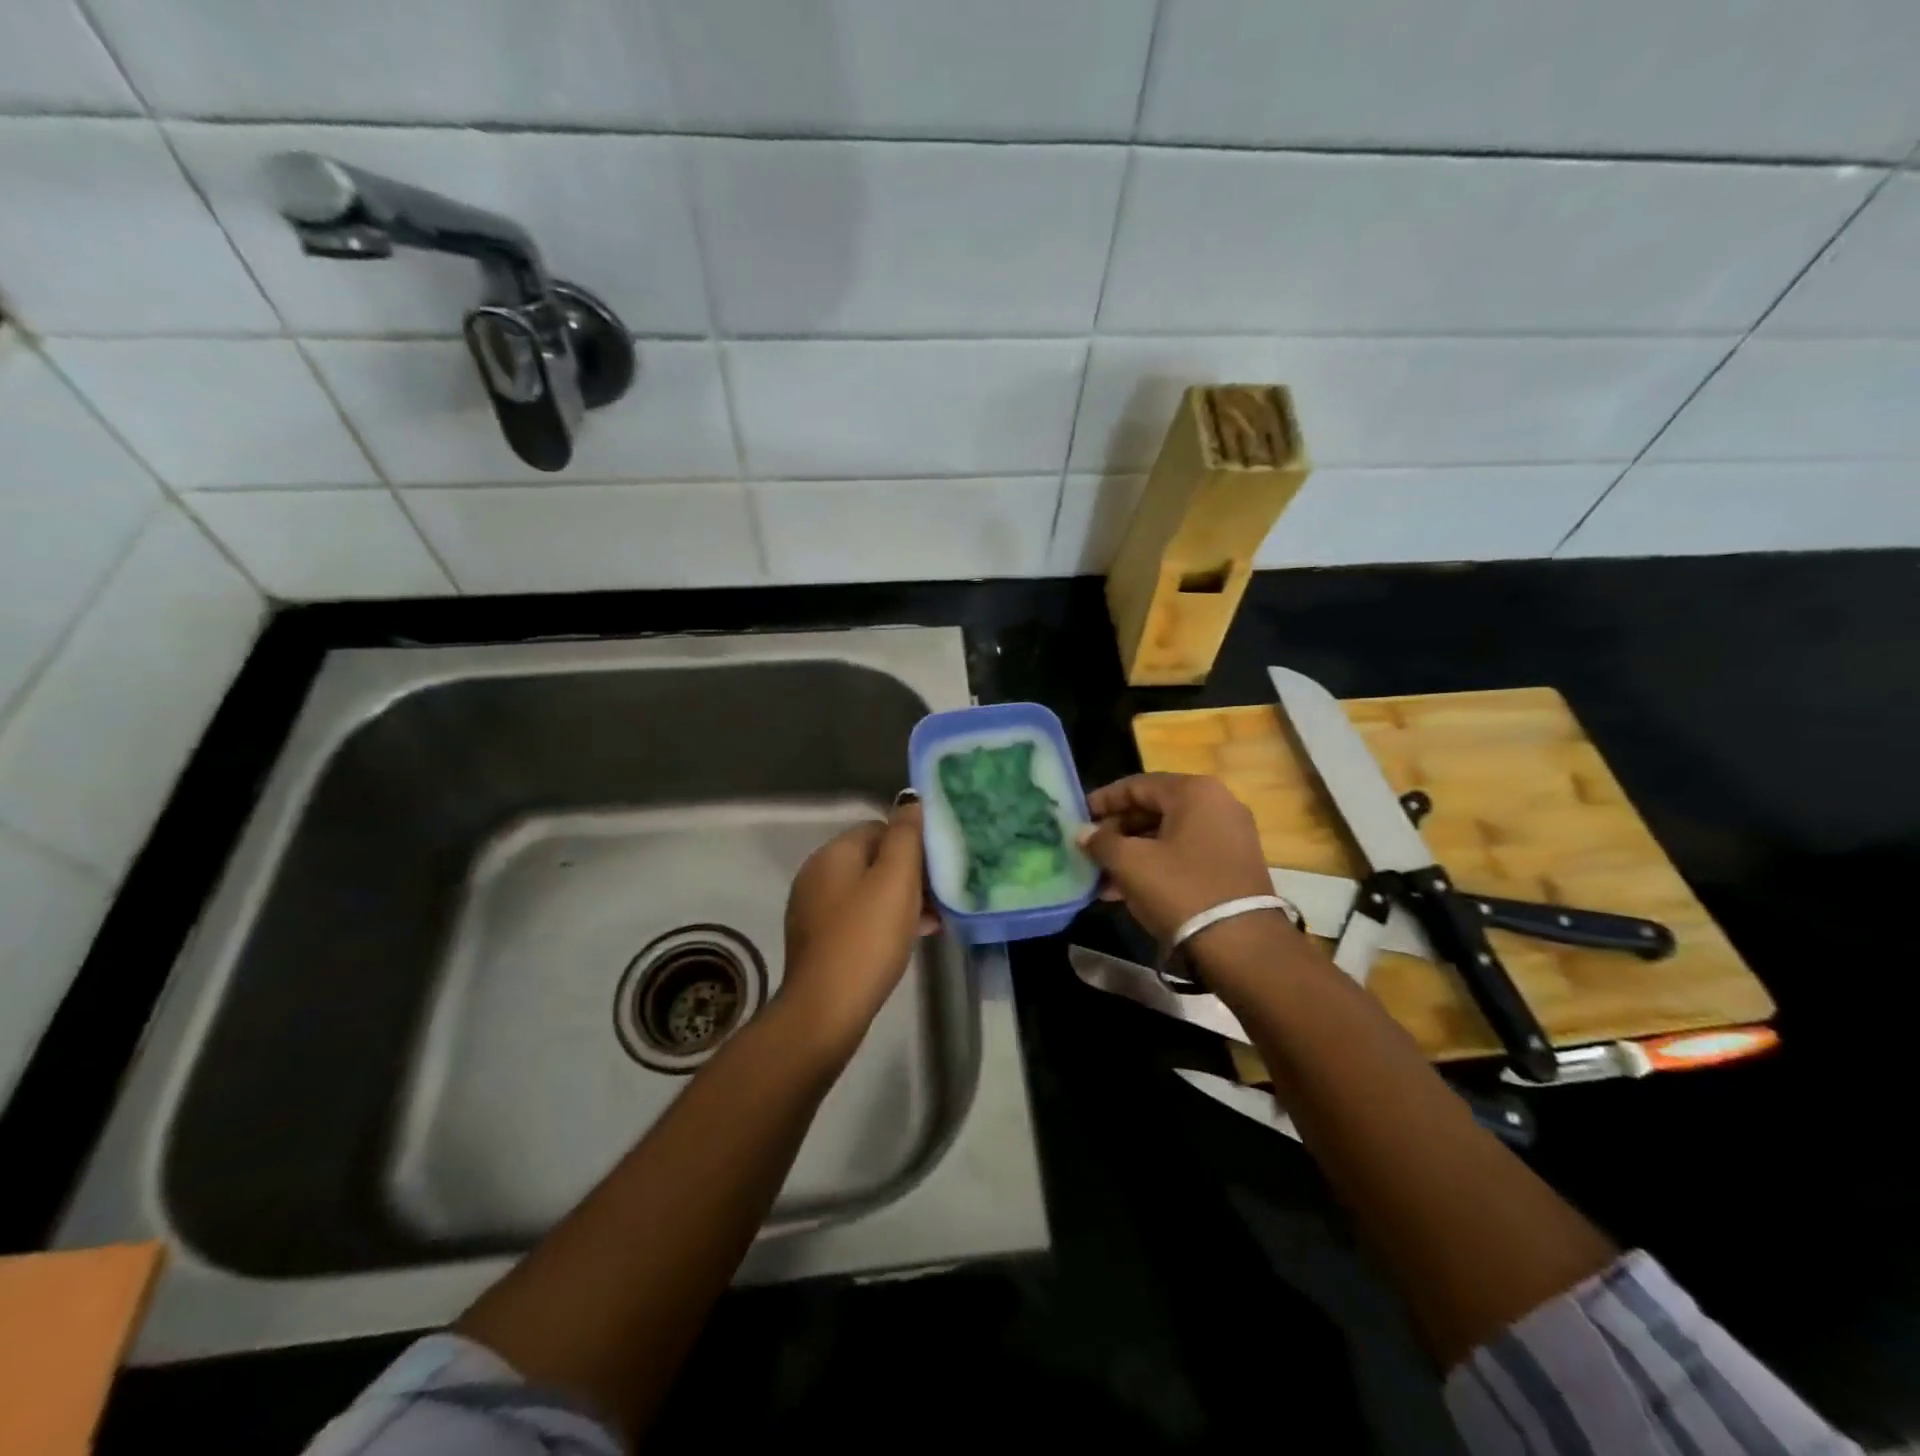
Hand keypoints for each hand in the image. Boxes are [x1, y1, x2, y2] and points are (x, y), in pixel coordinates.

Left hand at [779, 801, 938, 1055]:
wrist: (826, 1010)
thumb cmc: (867, 938)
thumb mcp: (896, 880)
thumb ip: (905, 836)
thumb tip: (909, 799)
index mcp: (832, 854)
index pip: (878, 828)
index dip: (911, 843)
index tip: (937, 867)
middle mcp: (817, 875)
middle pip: (873, 860)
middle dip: (909, 875)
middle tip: (940, 896)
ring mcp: (814, 909)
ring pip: (867, 892)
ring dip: (900, 901)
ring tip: (933, 921)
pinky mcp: (818, 941)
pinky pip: (857, 919)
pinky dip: (882, 922)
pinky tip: (908, 939)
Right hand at [1077, 773, 1276, 941]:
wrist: (1242, 944)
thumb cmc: (1180, 890)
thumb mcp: (1130, 864)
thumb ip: (1101, 842)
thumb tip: (1082, 833)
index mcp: (1194, 791)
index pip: (1136, 785)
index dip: (1103, 800)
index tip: (1078, 817)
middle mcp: (1217, 803)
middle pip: (1153, 808)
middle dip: (1117, 831)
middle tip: (1089, 849)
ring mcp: (1230, 834)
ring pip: (1168, 834)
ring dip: (1133, 852)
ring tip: (1102, 876)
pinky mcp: (1234, 864)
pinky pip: (1185, 853)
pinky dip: (1156, 864)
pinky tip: (1128, 890)